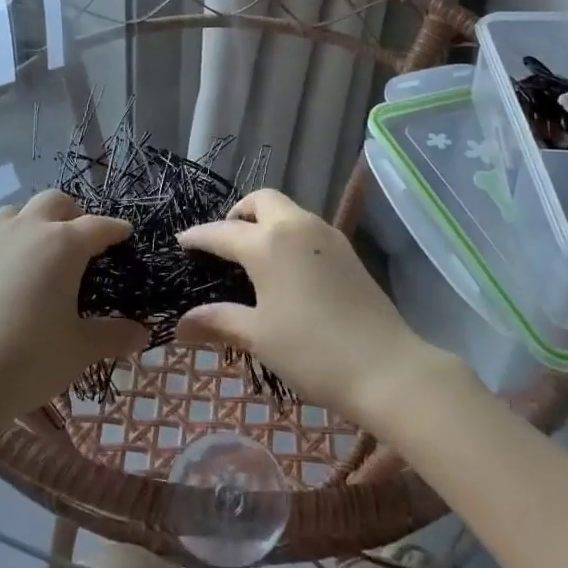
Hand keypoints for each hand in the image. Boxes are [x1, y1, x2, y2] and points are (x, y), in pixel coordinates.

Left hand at [0, 190, 147, 425]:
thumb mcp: (79, 350)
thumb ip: (113, 336)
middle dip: (74, 215)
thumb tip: (143, 333)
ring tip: (41, 251)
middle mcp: (28, 229)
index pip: (99, 226)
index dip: (116, 229)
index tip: (125, 234)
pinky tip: (8, 271)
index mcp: (63, 244)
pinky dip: (9, 238)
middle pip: (56, 202)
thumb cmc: (27, 360)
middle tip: (82, 243)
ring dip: (36, 221)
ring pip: (19, 211)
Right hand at [175, 189, 448, 421]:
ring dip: (266, 220)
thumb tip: (181, 324)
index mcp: (268, 243)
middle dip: (238, 213)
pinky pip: (308, 226)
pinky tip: (287, 266)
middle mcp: (296, 226)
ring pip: (288, 210)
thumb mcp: (259, 337)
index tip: (182, 241)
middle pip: (261, 200)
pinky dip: (289, 233)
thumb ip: (219, 322)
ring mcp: (326, 234)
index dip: (198, 236)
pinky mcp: (347, 249)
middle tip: (225, 242)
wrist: (385, 366)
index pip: (222, 231)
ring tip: (254, 254)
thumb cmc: (312, 351)